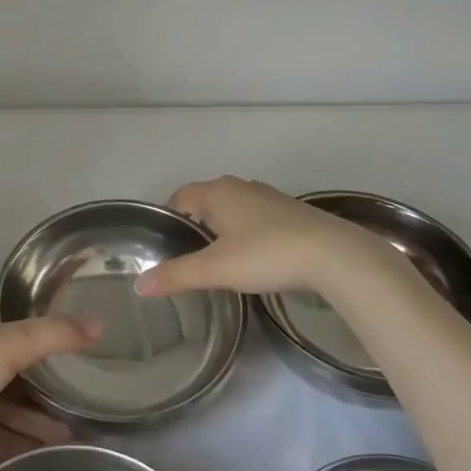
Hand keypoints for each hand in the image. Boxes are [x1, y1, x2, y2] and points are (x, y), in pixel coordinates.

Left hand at [0, 298, 97, 463]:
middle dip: (49, 381)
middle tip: (86, 395)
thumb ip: (53, 335)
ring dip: (36, 417)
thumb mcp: (8, 344)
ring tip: (73, 435)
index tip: (83, 335)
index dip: (49, 322)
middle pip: (17, 363)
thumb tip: (99, 325)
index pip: (19, 315)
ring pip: (7, 402)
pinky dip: (17, 440)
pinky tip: (44, 452)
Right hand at [134, 176, 407, 304]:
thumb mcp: (215, 269)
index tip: (166, 243)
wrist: (332, 254)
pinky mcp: (291, 211)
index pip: (181, 195)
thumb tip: (139, 285)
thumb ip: (176, 275)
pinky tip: (255, 257)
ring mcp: (268, 196)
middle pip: (207, 199)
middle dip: (196, 222)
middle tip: (189, 255)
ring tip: (220, 259)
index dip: (170, 216)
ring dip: (224, 226)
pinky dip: (248, 231)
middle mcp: (240, 186)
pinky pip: (257, 216)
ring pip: (234, 207)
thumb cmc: (266, 254)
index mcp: (217, 192)